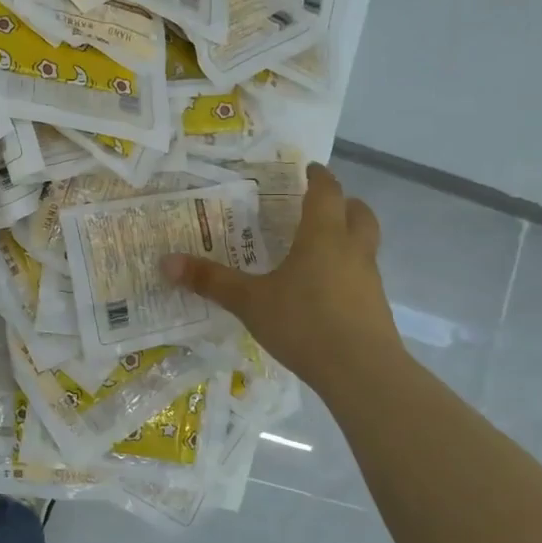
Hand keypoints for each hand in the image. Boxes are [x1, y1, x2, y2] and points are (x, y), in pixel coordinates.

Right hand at [161, 162, 402, 381]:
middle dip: (343, 203)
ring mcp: (369, 280)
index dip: (318, 177)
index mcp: (323, 236)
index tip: (308, 168)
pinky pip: (362, 276)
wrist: (363, 373)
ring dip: (347, 237)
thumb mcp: (249, 302)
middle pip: (359, 213)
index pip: (326, 192)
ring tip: (317, 249)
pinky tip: (323, 292)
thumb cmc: (304, 323)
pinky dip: (346, 272)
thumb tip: (166, 262)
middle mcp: (352, 250)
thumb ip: (211, 281)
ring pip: (365, 245)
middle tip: (319, 206)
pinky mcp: (376, 309)